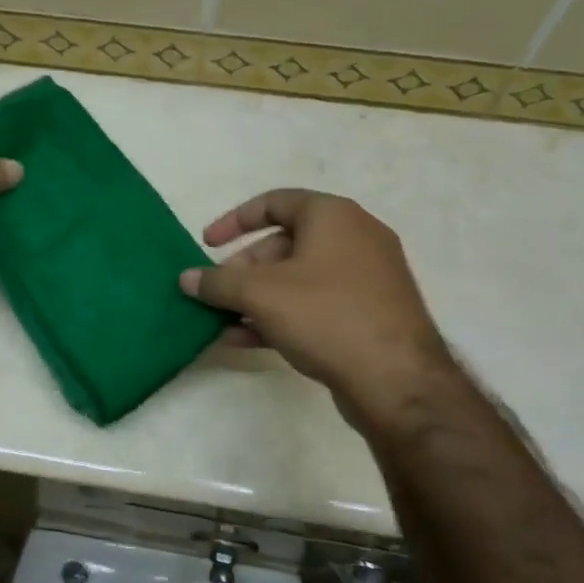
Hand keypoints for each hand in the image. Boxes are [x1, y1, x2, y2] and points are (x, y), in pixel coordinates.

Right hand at [180, 190, 455, 430]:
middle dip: (243, 270)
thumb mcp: (261, 294)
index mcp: (332, 216)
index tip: (206, 244)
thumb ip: (218, 282)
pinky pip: (315, 304)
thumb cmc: (325, 316)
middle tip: (216, 294)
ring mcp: (366, 277)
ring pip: (298, 279)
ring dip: (257, 298)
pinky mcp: (369, 314)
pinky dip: (281, 315)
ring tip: (224, 322)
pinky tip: (247, 340)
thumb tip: (186, 278)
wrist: (397, 379)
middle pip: (284, 244)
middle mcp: (354, 237)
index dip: (234, 221)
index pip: (274, 202)